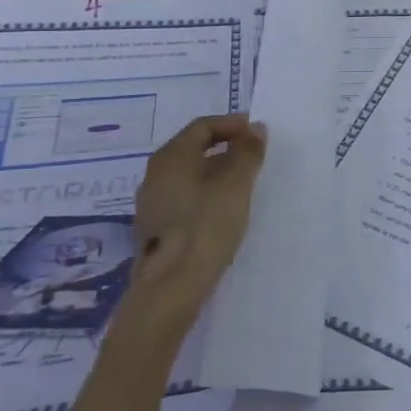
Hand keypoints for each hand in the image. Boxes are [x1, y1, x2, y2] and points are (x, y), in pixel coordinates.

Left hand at [123, 113, 266, 331]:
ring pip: (188, 175)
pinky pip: (183, 197)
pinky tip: (223, 210)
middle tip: (255, 156)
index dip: (232, 124)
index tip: (258, 133)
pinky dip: (206, 193)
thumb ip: (248, 152)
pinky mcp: (155, 228)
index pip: (203, 126)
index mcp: (171, 157)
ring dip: (217, 171)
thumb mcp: (236, 185)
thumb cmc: (206, 226)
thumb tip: (255, 128)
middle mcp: (154, 174)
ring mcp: (151, 203)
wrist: (171, 287)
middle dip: (226, 147)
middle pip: (193, 148)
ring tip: (244, 183)